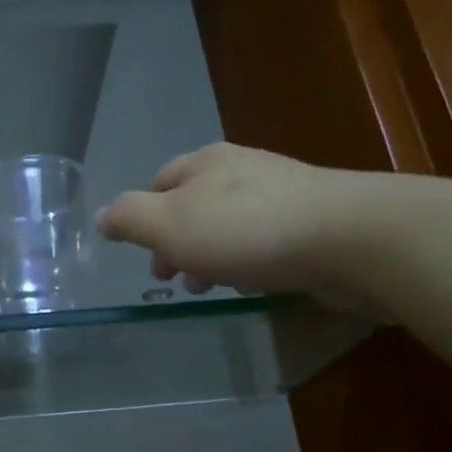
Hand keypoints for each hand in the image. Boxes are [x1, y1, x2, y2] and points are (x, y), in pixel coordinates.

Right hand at [96, 142, 390, 314]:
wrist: (350, 237)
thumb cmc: (246, 230)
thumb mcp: (169, 225)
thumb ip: (130, 219)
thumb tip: (101, 216)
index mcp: (205, 163)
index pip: (160, 181)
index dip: (144, 217)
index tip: (145, 255)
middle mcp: (243, 169)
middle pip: (195, 205)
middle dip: (178, 242)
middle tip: (174, 280)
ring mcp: (283, 193)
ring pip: (230, 224)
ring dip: (212, 255)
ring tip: (210, 288)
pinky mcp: (314, 222)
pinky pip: (266, 240)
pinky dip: (249, 260)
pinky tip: (255, 283)